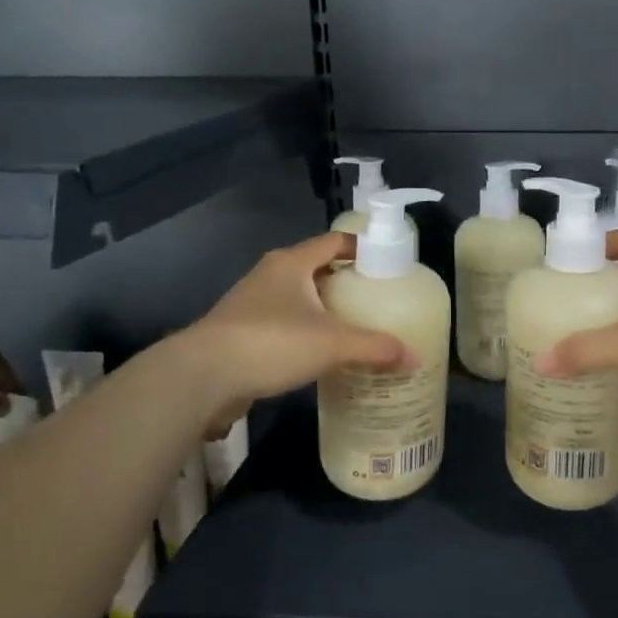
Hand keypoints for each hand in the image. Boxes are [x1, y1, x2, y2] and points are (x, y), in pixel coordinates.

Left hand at [180, 231, 410, 426]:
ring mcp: (250, 304)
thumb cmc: (271, 342)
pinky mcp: (240, 333)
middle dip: (345, 283)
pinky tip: (320, 356)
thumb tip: (415, 357)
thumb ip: (375, 348)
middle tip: (376, 301)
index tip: (386, 263)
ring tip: (353, 329)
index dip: (360, 247)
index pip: (333, 241)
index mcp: (291, 263)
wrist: (201, 376)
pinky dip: (303, 334)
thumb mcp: (332, 343)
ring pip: (297, 299)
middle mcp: (270, 275)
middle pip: (316, 269)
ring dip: (322, 310)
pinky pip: (282, 325)